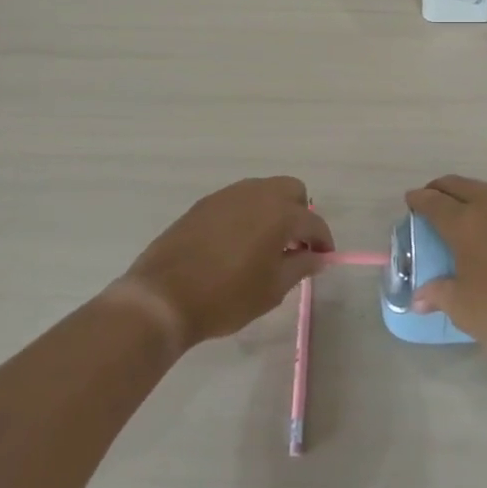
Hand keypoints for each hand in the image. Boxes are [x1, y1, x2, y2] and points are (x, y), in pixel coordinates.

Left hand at [116, 177, 333, 351]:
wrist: (163, 297)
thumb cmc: (226, 298)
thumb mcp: (272, 290)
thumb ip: (300, 267)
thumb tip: (317, 257)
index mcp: (279, 214)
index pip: (313, 222)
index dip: (323, 242)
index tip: (322, 260)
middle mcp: (256, 194)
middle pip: (292, 190)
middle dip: (300, 214)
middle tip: (293, 246)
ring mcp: (228, 195)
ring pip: (263, 190)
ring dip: (273, 210)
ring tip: (265, 245)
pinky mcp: (205, 203)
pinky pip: (238, 199)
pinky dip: (248, 214)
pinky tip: (237, 243)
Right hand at [405, 175, 486, 372]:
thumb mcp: (466, 311)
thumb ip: (439, 295)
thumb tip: (419, 297)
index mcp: (466, 223)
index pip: (434, 202)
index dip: (419, 200)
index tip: (411, 201)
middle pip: (461, 186)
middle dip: (442, 189)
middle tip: (433, 199)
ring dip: (472, 195)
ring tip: (466, 212)